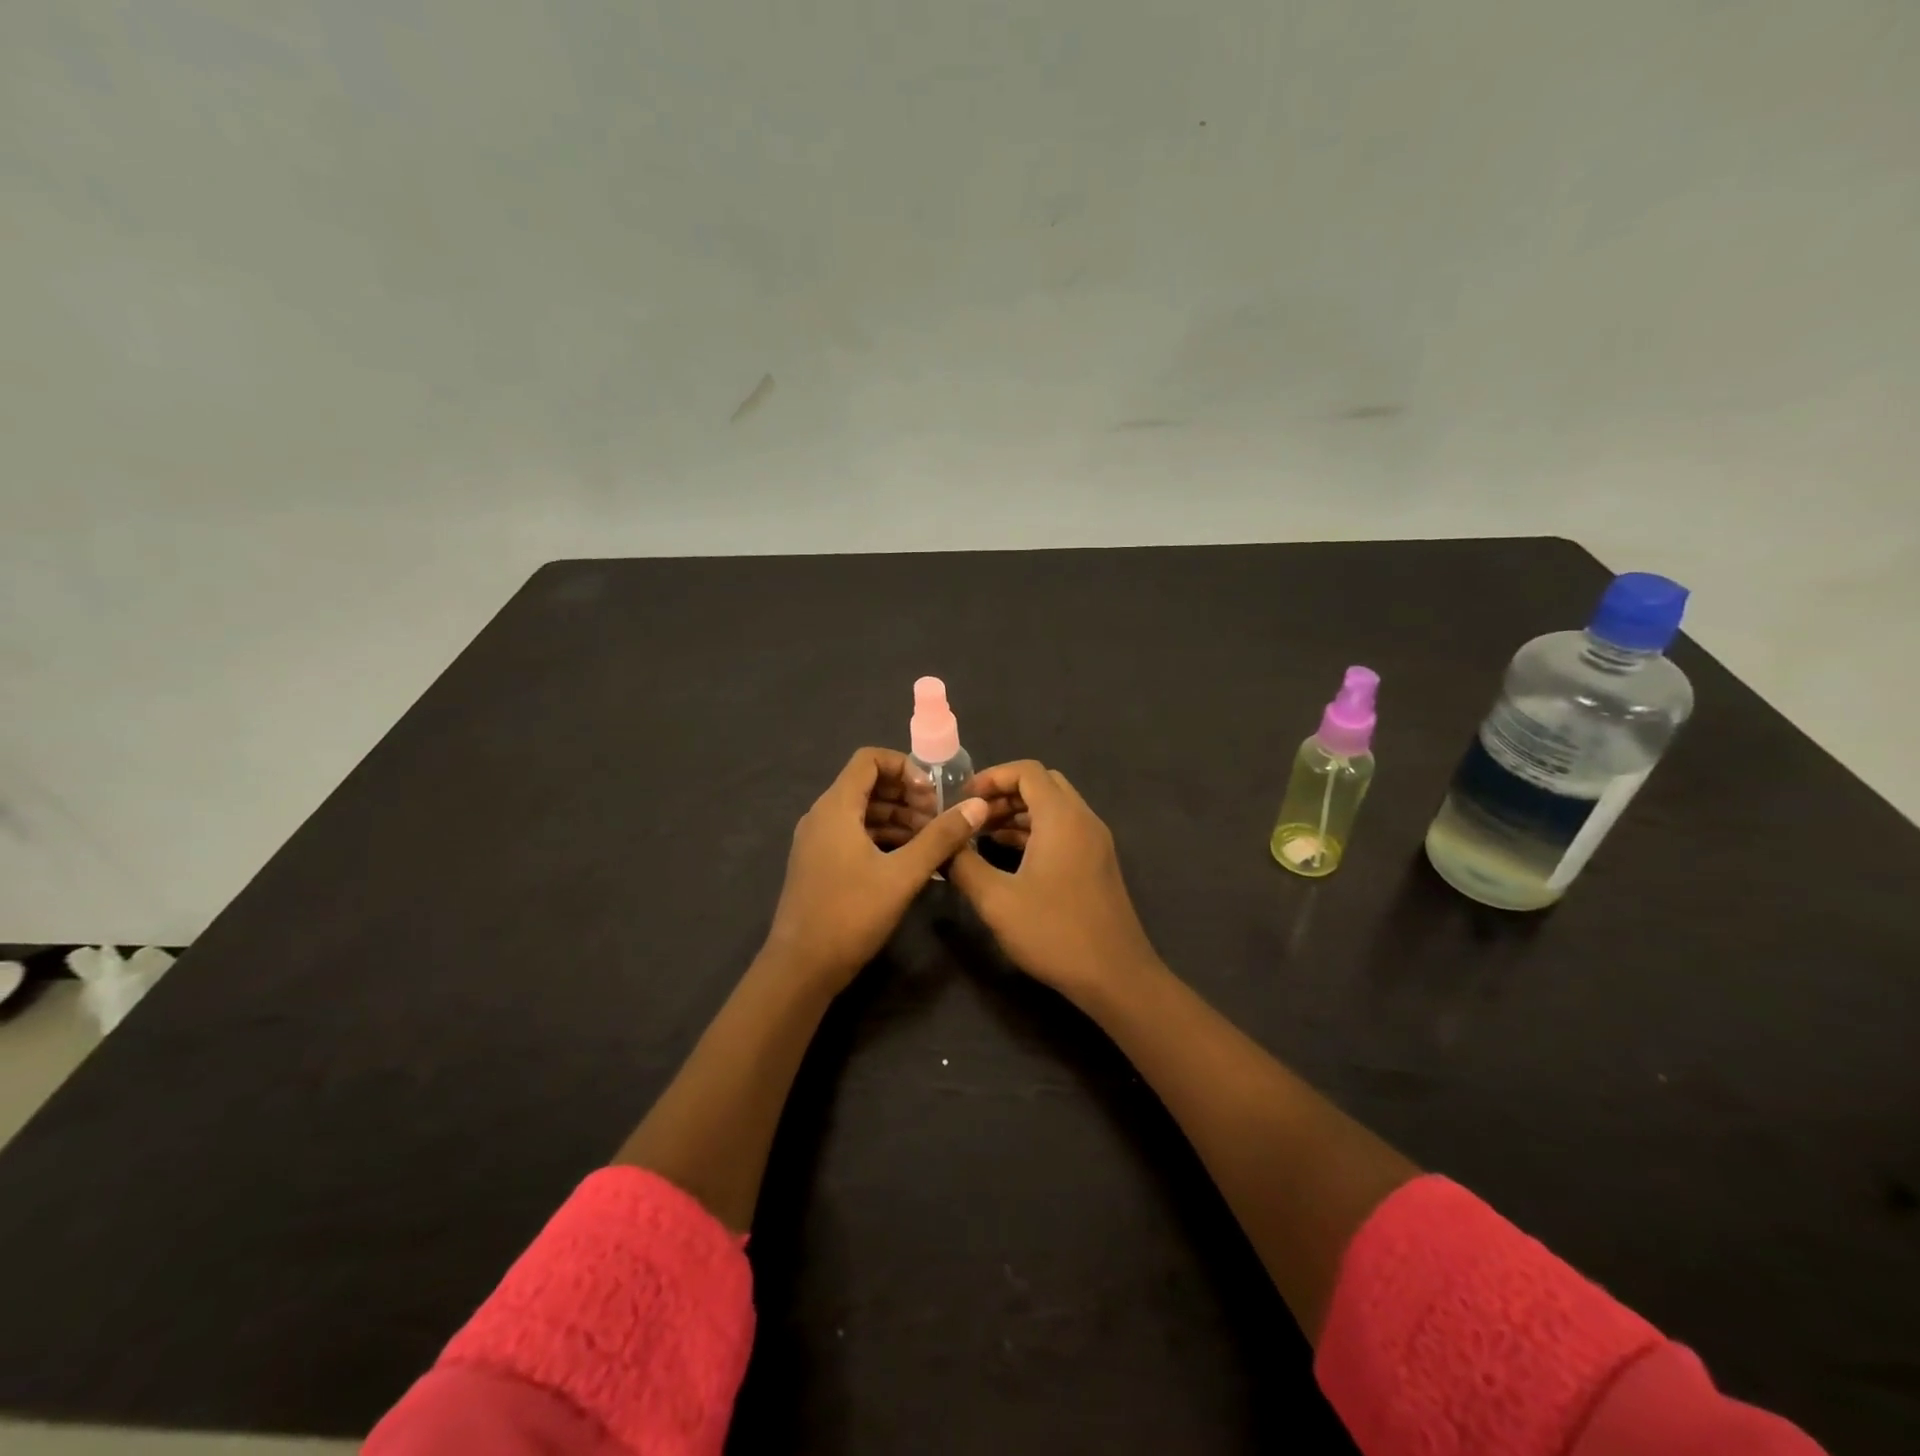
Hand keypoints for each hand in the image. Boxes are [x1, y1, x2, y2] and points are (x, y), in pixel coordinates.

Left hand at [764, 747, 988, 989]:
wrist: (801, 968)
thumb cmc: (851, 914)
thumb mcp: (903, 875)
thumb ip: (941, 837)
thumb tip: (978, 806)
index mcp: (836, 807)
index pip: (869, 759)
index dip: (905, 767)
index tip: (932, 794)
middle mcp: (822, 816)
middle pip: (867, 785)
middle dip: (907, 796)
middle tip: (939, 820)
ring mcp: (818, 841)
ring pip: (863, 812)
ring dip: (898, 819)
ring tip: (932, 842)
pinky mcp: (820, 864)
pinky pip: (854, 835)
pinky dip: (883, 838)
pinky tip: (910, 861)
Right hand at [948, 760, 1161, 1005]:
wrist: (1115, 976)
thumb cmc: (1054, 932)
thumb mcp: (996, 900)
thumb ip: (964, 865)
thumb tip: (942, 845)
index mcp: (1062, 817)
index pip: (1027, 771)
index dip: (991, 777)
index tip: (962, 798)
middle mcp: (1083, 819)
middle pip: (1042, 784)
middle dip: (1004, 793)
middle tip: (972, 816)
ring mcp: (1095, 841)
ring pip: (1054, 808)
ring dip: (1019, 814)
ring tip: (981, 835)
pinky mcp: (1097, 863)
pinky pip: (1063, 830)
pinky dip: (1035, 831)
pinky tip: (1008, 856)